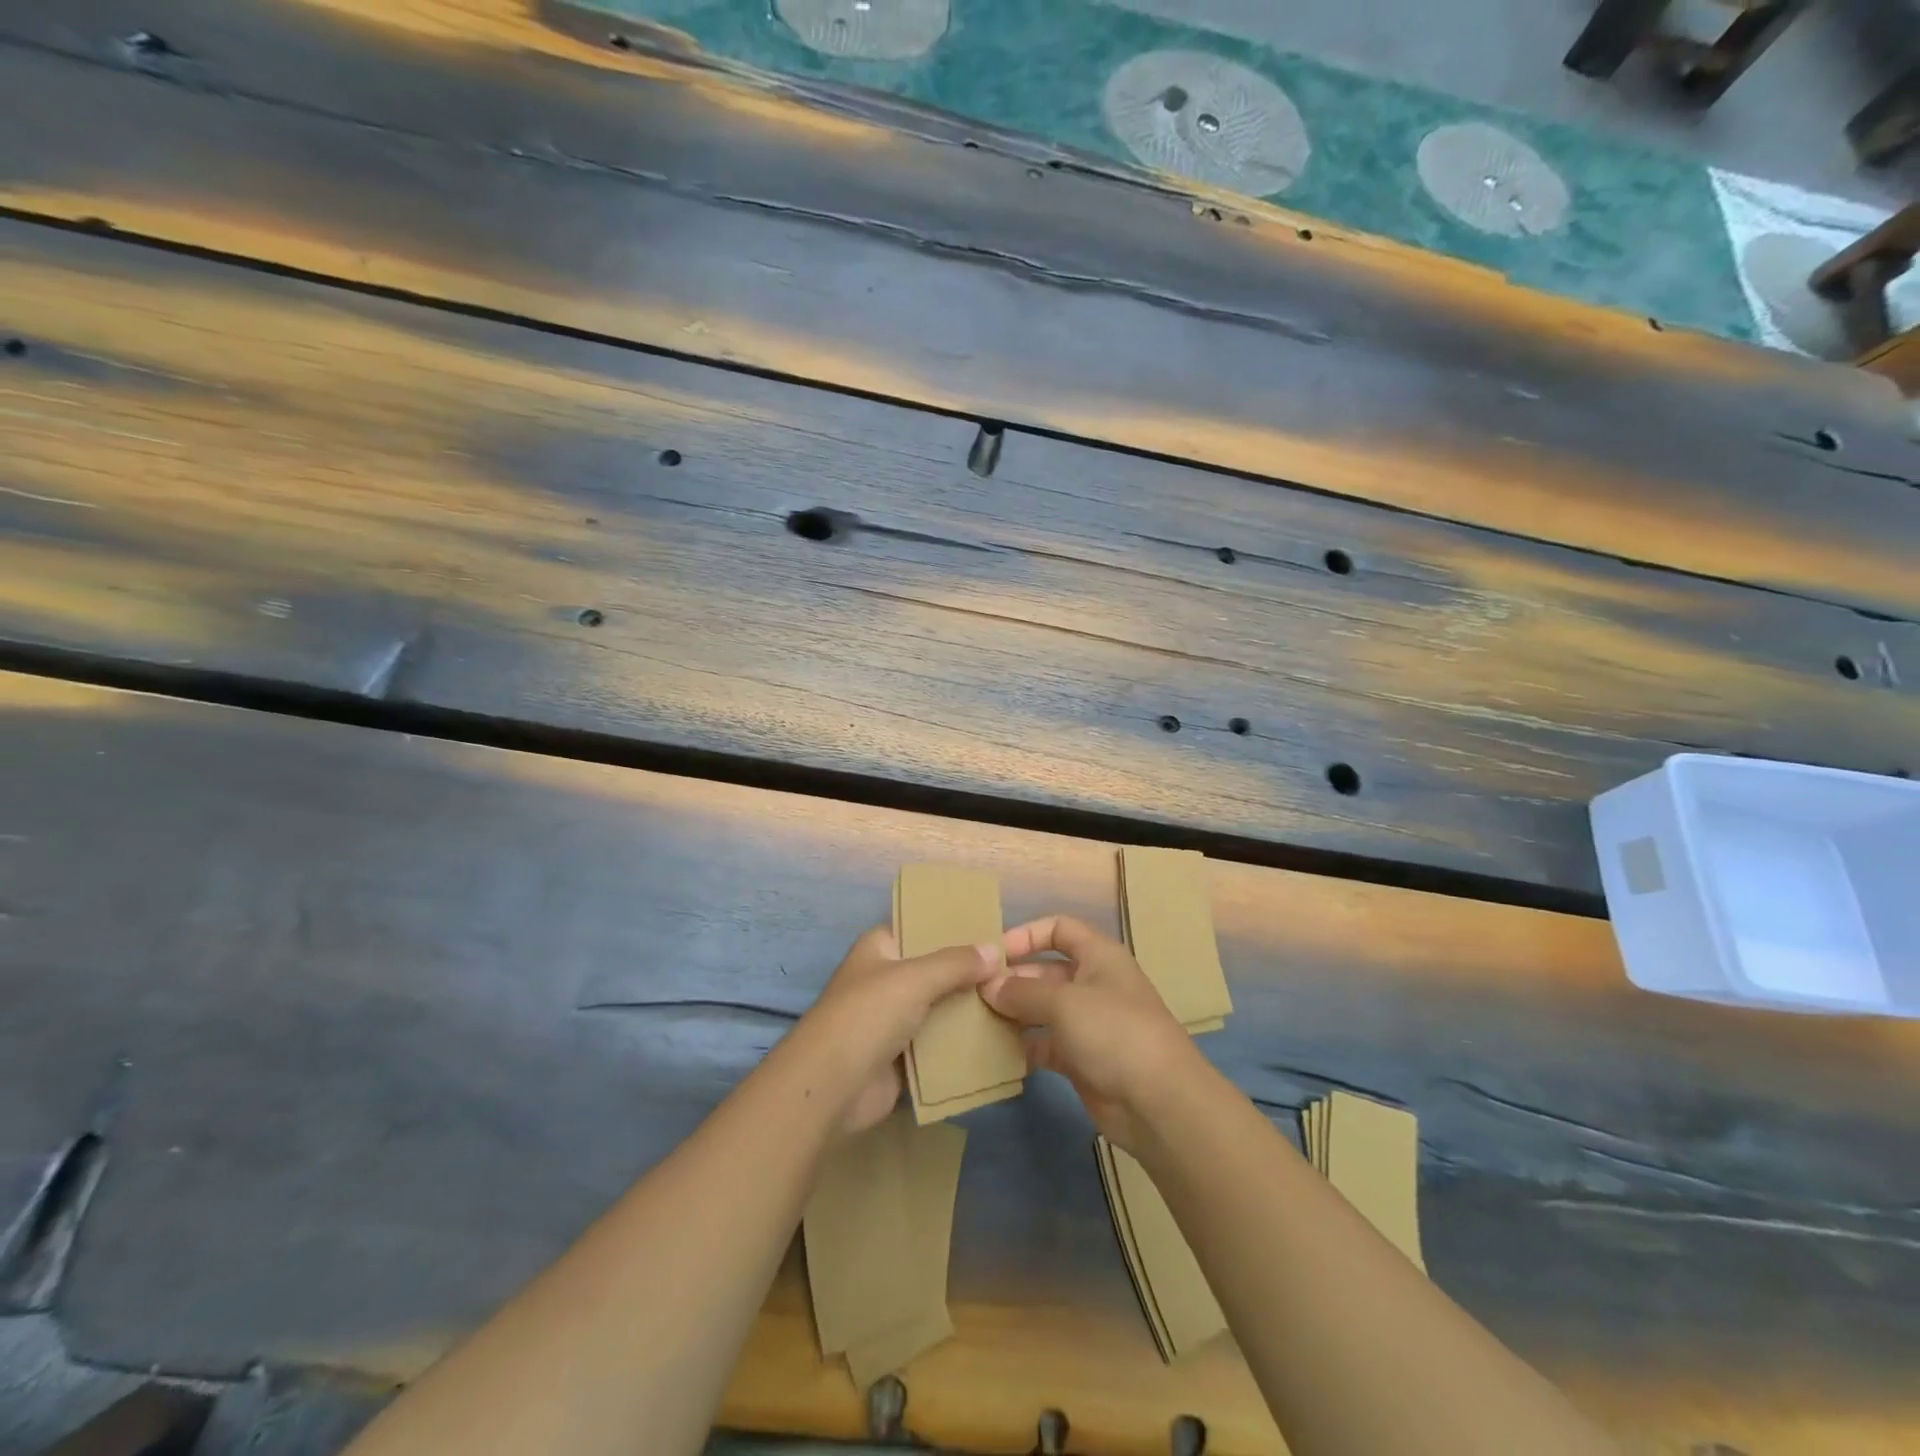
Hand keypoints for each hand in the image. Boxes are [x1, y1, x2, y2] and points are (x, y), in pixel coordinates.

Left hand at [791, 925, 1001, 1137]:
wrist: (831, 1088)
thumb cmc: (867, 1016)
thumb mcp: (914, 978)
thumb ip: (956, 963)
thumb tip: (995, 950)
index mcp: (880, 948)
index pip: (921, 926)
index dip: (954, 927)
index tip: (994, 929)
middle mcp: (886, 978)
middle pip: (935, 969)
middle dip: (970, 972)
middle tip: (1015, 968)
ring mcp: (893, 1019)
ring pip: (940, 1007)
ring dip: (970, 1008)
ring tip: (1015, 1000)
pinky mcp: (902, 1056)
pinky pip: (939, 1043)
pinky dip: (962, 1042)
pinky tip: (999, 1036)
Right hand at [980, 915, 1203, 1150]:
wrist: (1159, 1103)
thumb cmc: (1114, 1032)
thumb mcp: (1064, 1002)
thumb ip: (1022, 992)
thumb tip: (989, 986)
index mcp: (1099, 956)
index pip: (1059, 928)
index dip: (1027, 934)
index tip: (994, 954)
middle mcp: (1094, 984)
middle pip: (1046, 970)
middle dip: (1013, 979)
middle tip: (975, 994)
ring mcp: (1088, 1023)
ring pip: (1043, 1009)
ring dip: (1014, 1013)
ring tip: (977, 1021)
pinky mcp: (1082, 1059)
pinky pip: (1045, 1044)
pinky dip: (1024, 1046)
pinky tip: (996, 1052)